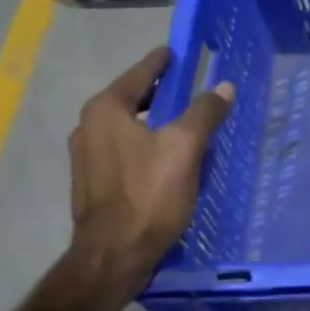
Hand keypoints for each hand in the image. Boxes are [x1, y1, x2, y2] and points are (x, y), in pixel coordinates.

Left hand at [68, 47, 233, 280]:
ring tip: (186, 123)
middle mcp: (88, 126)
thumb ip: (204, 112)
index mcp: (106, 109)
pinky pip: (125, 150)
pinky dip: (146, 144)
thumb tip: (223, 86)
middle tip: (194, 89)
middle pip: (133, 98)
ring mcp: (86, 157)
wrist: (113, 257)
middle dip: (163, 92)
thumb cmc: (148, 195)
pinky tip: (168, 157)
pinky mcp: (93, 182)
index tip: (184, 53)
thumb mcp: (185, 147)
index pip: (142, 72)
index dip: (165, 61)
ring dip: (156, 121)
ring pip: (129, 126)